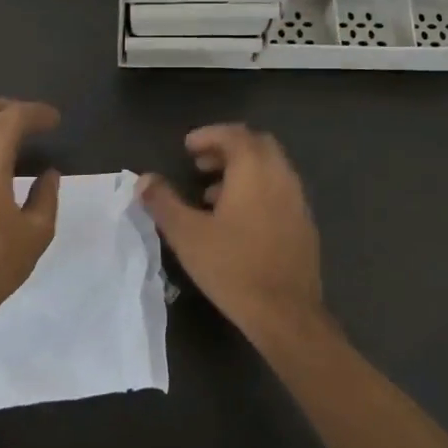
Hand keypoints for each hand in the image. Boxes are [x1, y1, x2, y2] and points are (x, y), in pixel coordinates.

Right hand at [137, 124, 326, 345]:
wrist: (285, 313)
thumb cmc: (232, 267)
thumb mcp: (186, 234)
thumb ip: (163, 202)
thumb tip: (143, 179)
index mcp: (254, 171)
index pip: (235, 135)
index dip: (209, 135)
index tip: (187, 148)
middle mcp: (281, 177)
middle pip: (257, 145)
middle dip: (227, 148)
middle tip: (199, 164)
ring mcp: (297, 201)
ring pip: (270, 169)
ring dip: (242, 171)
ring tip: (210, 194)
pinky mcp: (304, 225)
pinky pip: (279, 191)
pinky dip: (257, 190)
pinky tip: (237, 220)